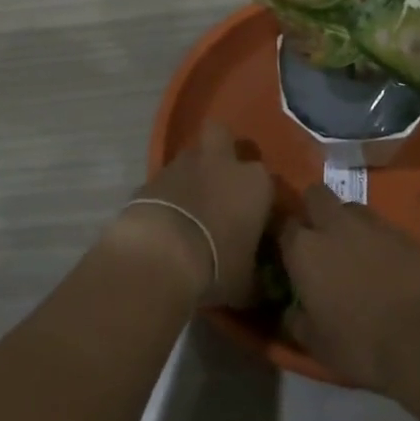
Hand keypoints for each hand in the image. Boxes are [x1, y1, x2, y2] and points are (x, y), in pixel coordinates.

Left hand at [120, 123, 272, 306]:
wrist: (160, 253)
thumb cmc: (216, 265)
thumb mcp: (247, 283)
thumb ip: (256, 276)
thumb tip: (260, 285)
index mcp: (255, 182)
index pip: (267, 181)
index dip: (260, 199)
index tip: (255, 220)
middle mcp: (222, 162)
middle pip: (223, 135)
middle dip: (223, 150)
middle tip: (221, 181)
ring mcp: (183, 163)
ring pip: (192, 156)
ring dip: (193, 174)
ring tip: (191, 205)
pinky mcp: (152, 175)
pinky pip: (166, 180)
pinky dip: (167, 193)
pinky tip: (166, 218)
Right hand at [279, 183, 419, 390]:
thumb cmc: (361, 344)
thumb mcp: (317, 345)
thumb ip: (297, 321)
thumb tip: (291, 312)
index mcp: (304, 249)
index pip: (284, 226)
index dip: (288, 238)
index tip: (293, 254)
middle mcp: (332, 224)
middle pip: (316, 195)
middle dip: (315, 208)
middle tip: (321, 237)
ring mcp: (370, 223)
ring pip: (350, 206)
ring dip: (347, 221)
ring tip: (355, 248)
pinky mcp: (401, 231)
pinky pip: (380, 225)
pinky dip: (377, 238)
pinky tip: (385, 262)